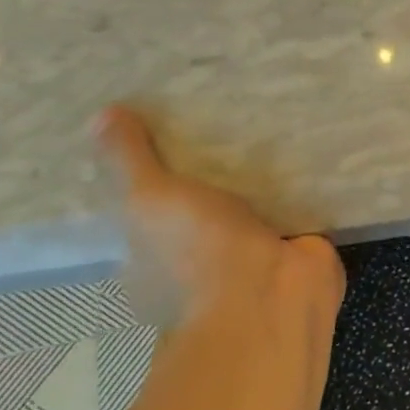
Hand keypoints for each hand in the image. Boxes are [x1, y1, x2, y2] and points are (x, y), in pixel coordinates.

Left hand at [96, 106, 345, 346]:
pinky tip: (308, 151)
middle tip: (220, 123)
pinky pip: (297, 213)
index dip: (151, 184)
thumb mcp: (147, 197)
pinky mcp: (298, 253)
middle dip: (212, 181)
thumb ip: (129, 159)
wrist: (270, 295)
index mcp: (152, 264)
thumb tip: (102, 114)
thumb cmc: (195, 253)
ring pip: (251, 214)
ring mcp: (252, 263)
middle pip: (202, 214)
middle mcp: (200, 267)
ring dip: (260, 186)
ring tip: (267, 128)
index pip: (145, 220)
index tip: (163, 142)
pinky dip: (302, 189)